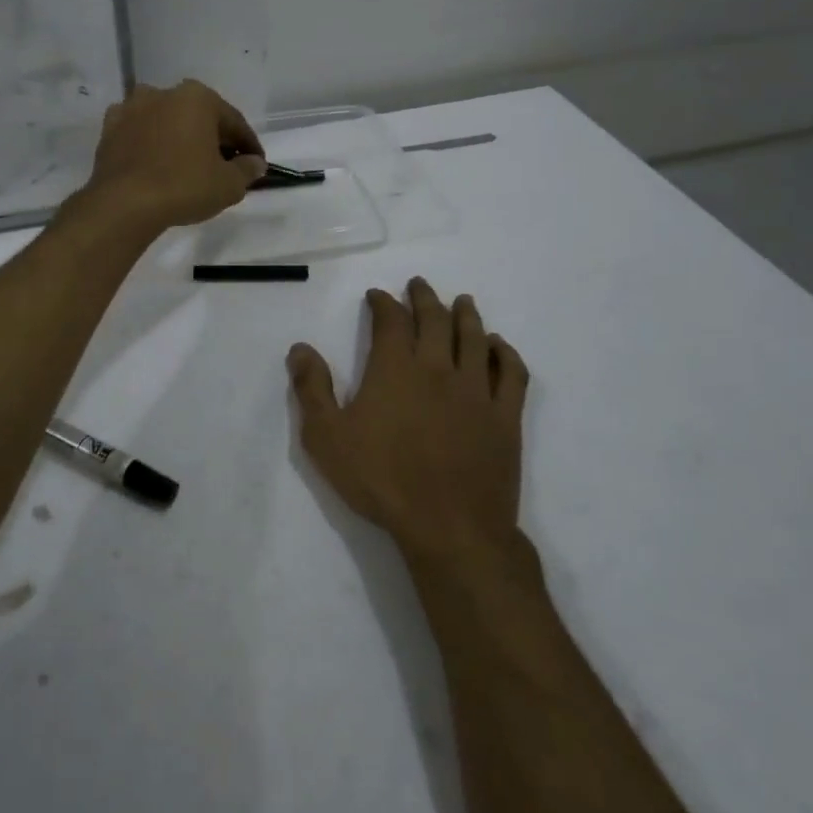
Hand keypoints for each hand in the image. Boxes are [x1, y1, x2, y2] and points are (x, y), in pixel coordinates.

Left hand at [81, 80, 266, 232]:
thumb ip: (247, 170)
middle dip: (212, 138)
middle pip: (198, 117)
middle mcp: (163, 93)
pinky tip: (156, 164)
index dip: (248, 145)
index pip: (233, 121)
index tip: (256, 164)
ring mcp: (131, 108)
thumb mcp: (228, 184)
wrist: (124, 203)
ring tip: (187, 165)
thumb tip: (255, 163)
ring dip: (179, 138)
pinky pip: (139, 134)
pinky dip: (150, 145)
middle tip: (224, 166)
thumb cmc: (184, 186)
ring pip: (165, 122)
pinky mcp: (109, 129)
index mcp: (197, 97)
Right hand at [288, 278, 530, 567]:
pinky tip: (499, 346)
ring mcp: (476, 390)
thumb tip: (300, 348)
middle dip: (424, 298)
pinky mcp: (505, 416)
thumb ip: (312, 389)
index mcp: (396, 369)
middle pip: (435, 320)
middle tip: (418, 286)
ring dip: (466, 315)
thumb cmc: (381, 481)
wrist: (449, 527)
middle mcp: (439, 368)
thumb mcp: (326, 438)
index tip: (377, 296)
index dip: (383, 302)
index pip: (391, 320)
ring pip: (475, 338)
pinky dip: (505, 353)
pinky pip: (511, 373)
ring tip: (462, 302)